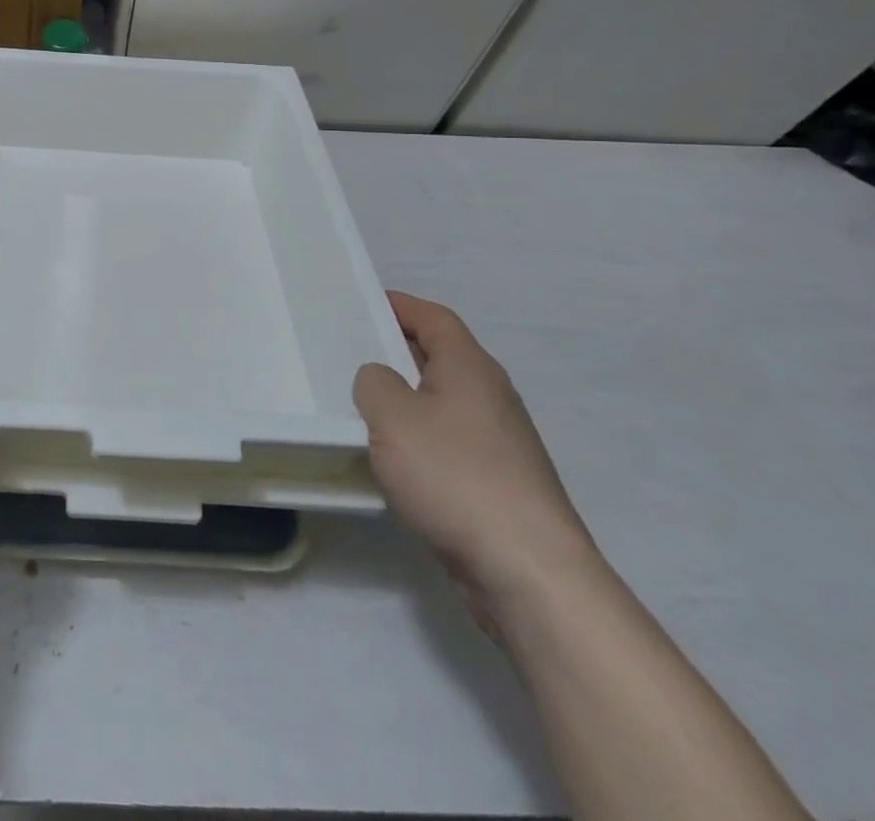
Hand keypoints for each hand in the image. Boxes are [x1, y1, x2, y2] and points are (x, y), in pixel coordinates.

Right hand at [355, 291, 595, 635]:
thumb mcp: (392, 415)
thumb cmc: (455, 475)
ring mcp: (498, 443)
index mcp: (471, 368)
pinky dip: (416, 440)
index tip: (360, 303)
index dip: (399, 305)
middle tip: (347, 352)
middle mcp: (490, 397)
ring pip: (440, 403)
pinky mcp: (496, 484)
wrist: (528, 572)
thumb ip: (373, 383)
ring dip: (403, 400)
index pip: (434, 318)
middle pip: (438, 358)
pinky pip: (447, 443)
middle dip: (395, 352)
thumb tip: (378, 380)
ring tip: (358, 406)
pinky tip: (390, 460)